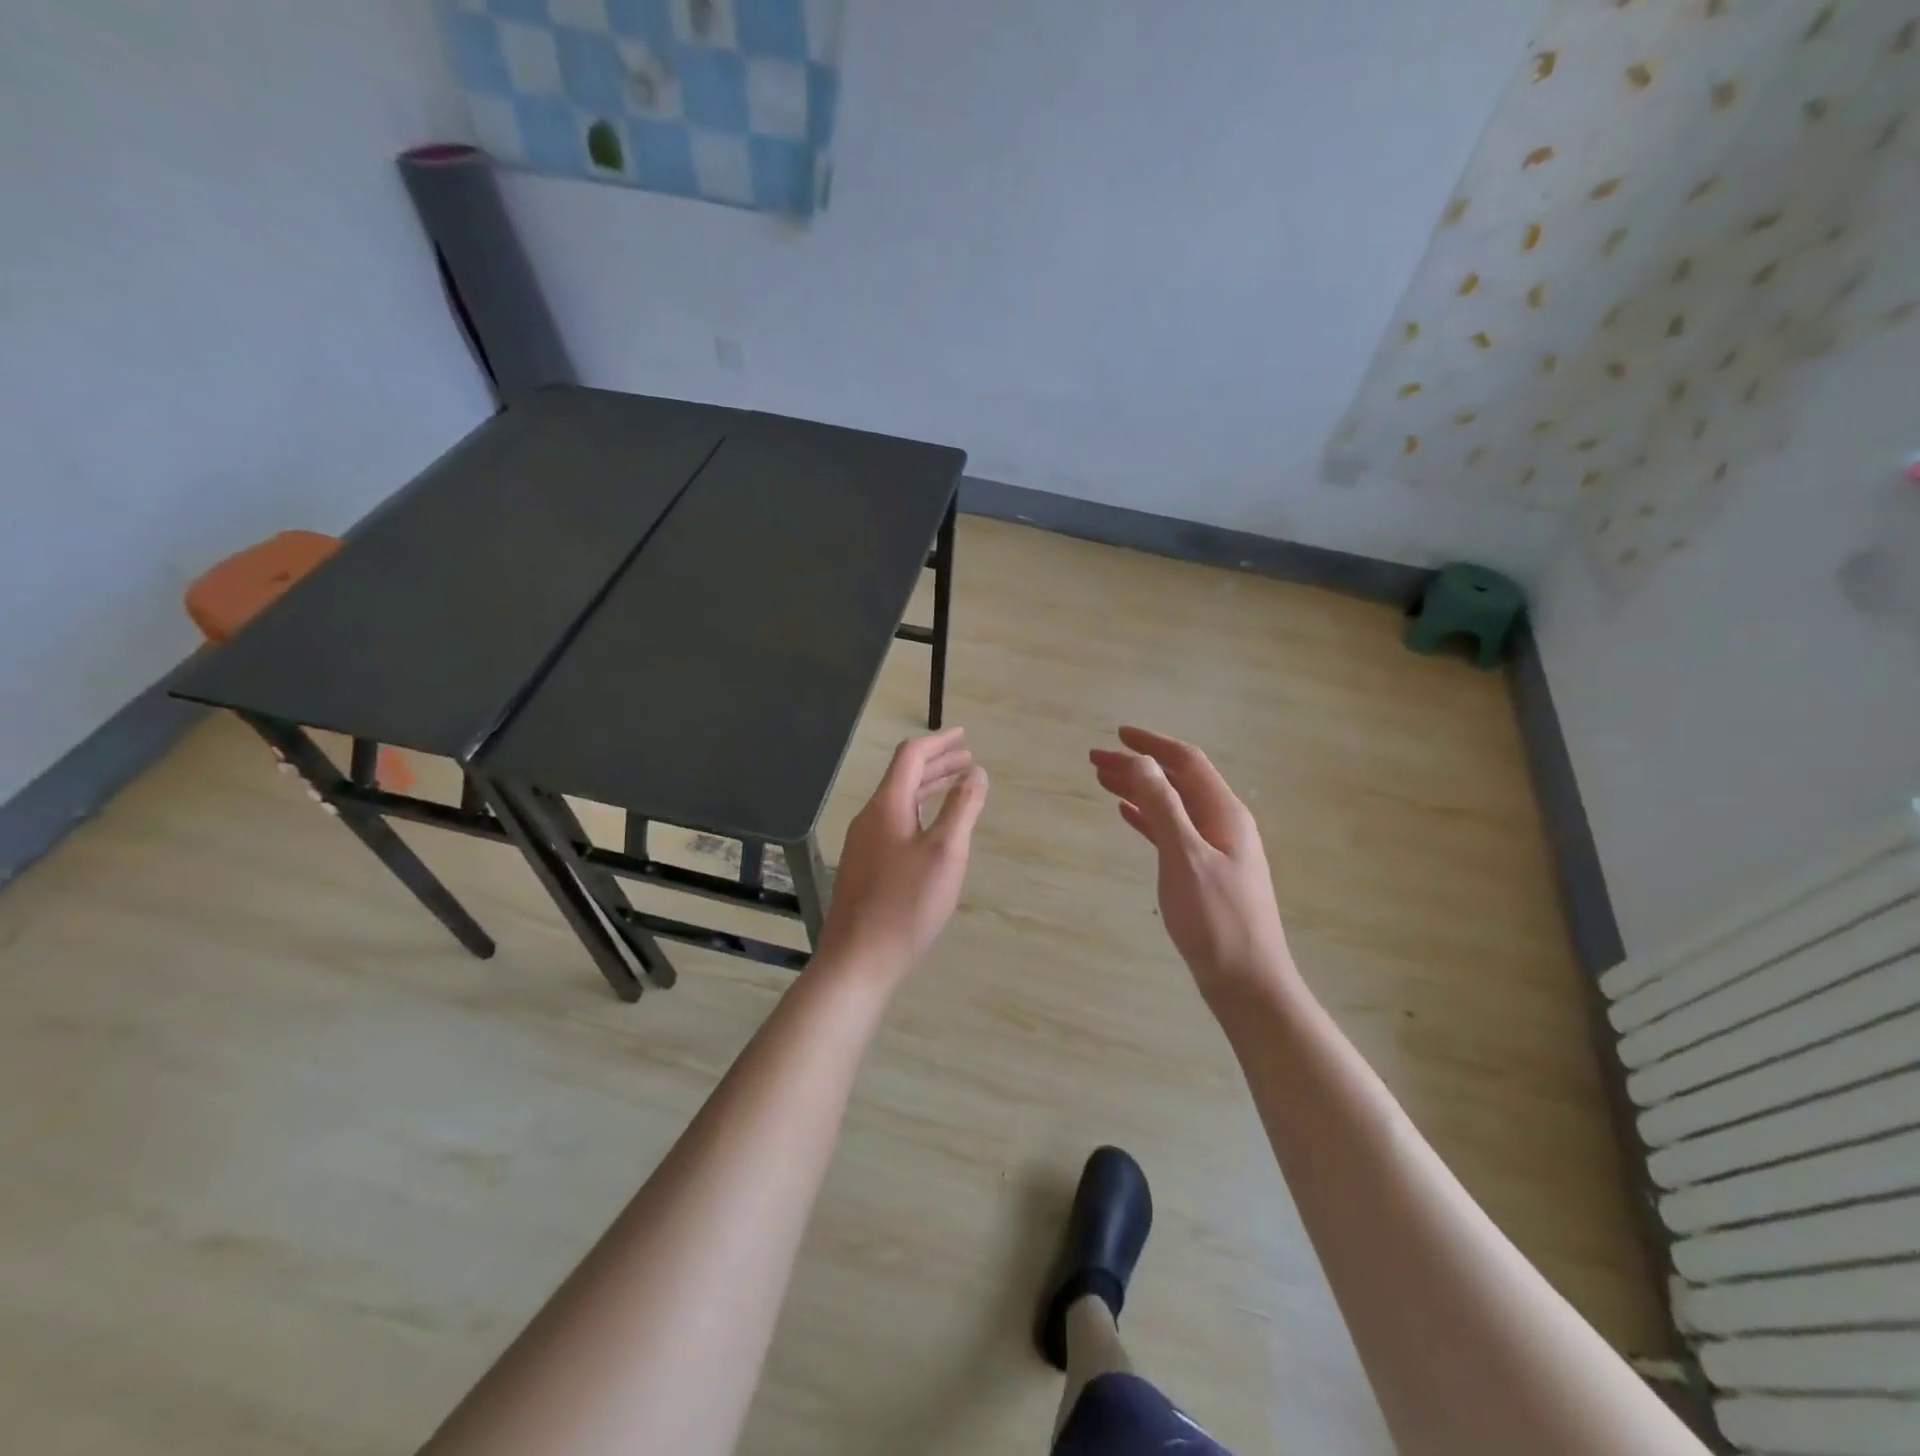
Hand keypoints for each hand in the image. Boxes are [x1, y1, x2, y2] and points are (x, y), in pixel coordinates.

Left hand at [814, 727, 987, 984]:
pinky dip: (918, 812)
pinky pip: (894, 823)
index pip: (910, 757)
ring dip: (928, 788)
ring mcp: (863, 843)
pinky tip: (932, 829)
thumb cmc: (907, 904)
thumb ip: (962, 808)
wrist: (859, 959)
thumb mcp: (946, 852)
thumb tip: (975, 772)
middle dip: (937, 764)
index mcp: (887, 806)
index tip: (964, 736)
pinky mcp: (864, 866)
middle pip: (903, 777)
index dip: (939, 743)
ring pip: (899, 802)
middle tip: (968, 761)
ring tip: (956, 787)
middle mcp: (870, 817)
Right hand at [1090, 727, 1300, 1013]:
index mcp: (1224, 813)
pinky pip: (1172, 831)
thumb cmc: (1216, 919)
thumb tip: (1140, 761)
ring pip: (1172, 805)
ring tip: (1103, 782)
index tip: (1118, 735)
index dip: (1152, 745)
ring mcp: (1216, 849)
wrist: (1246, 981)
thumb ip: (1163, 806)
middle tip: (1096, 761)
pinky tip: (1127, 816)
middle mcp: (1223, 823)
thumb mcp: (1185, 856)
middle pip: (1177, 781)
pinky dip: (1148, 818)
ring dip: (1140, 790)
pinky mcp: (1205, 872)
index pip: (1186, 762)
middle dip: (1139, 767)